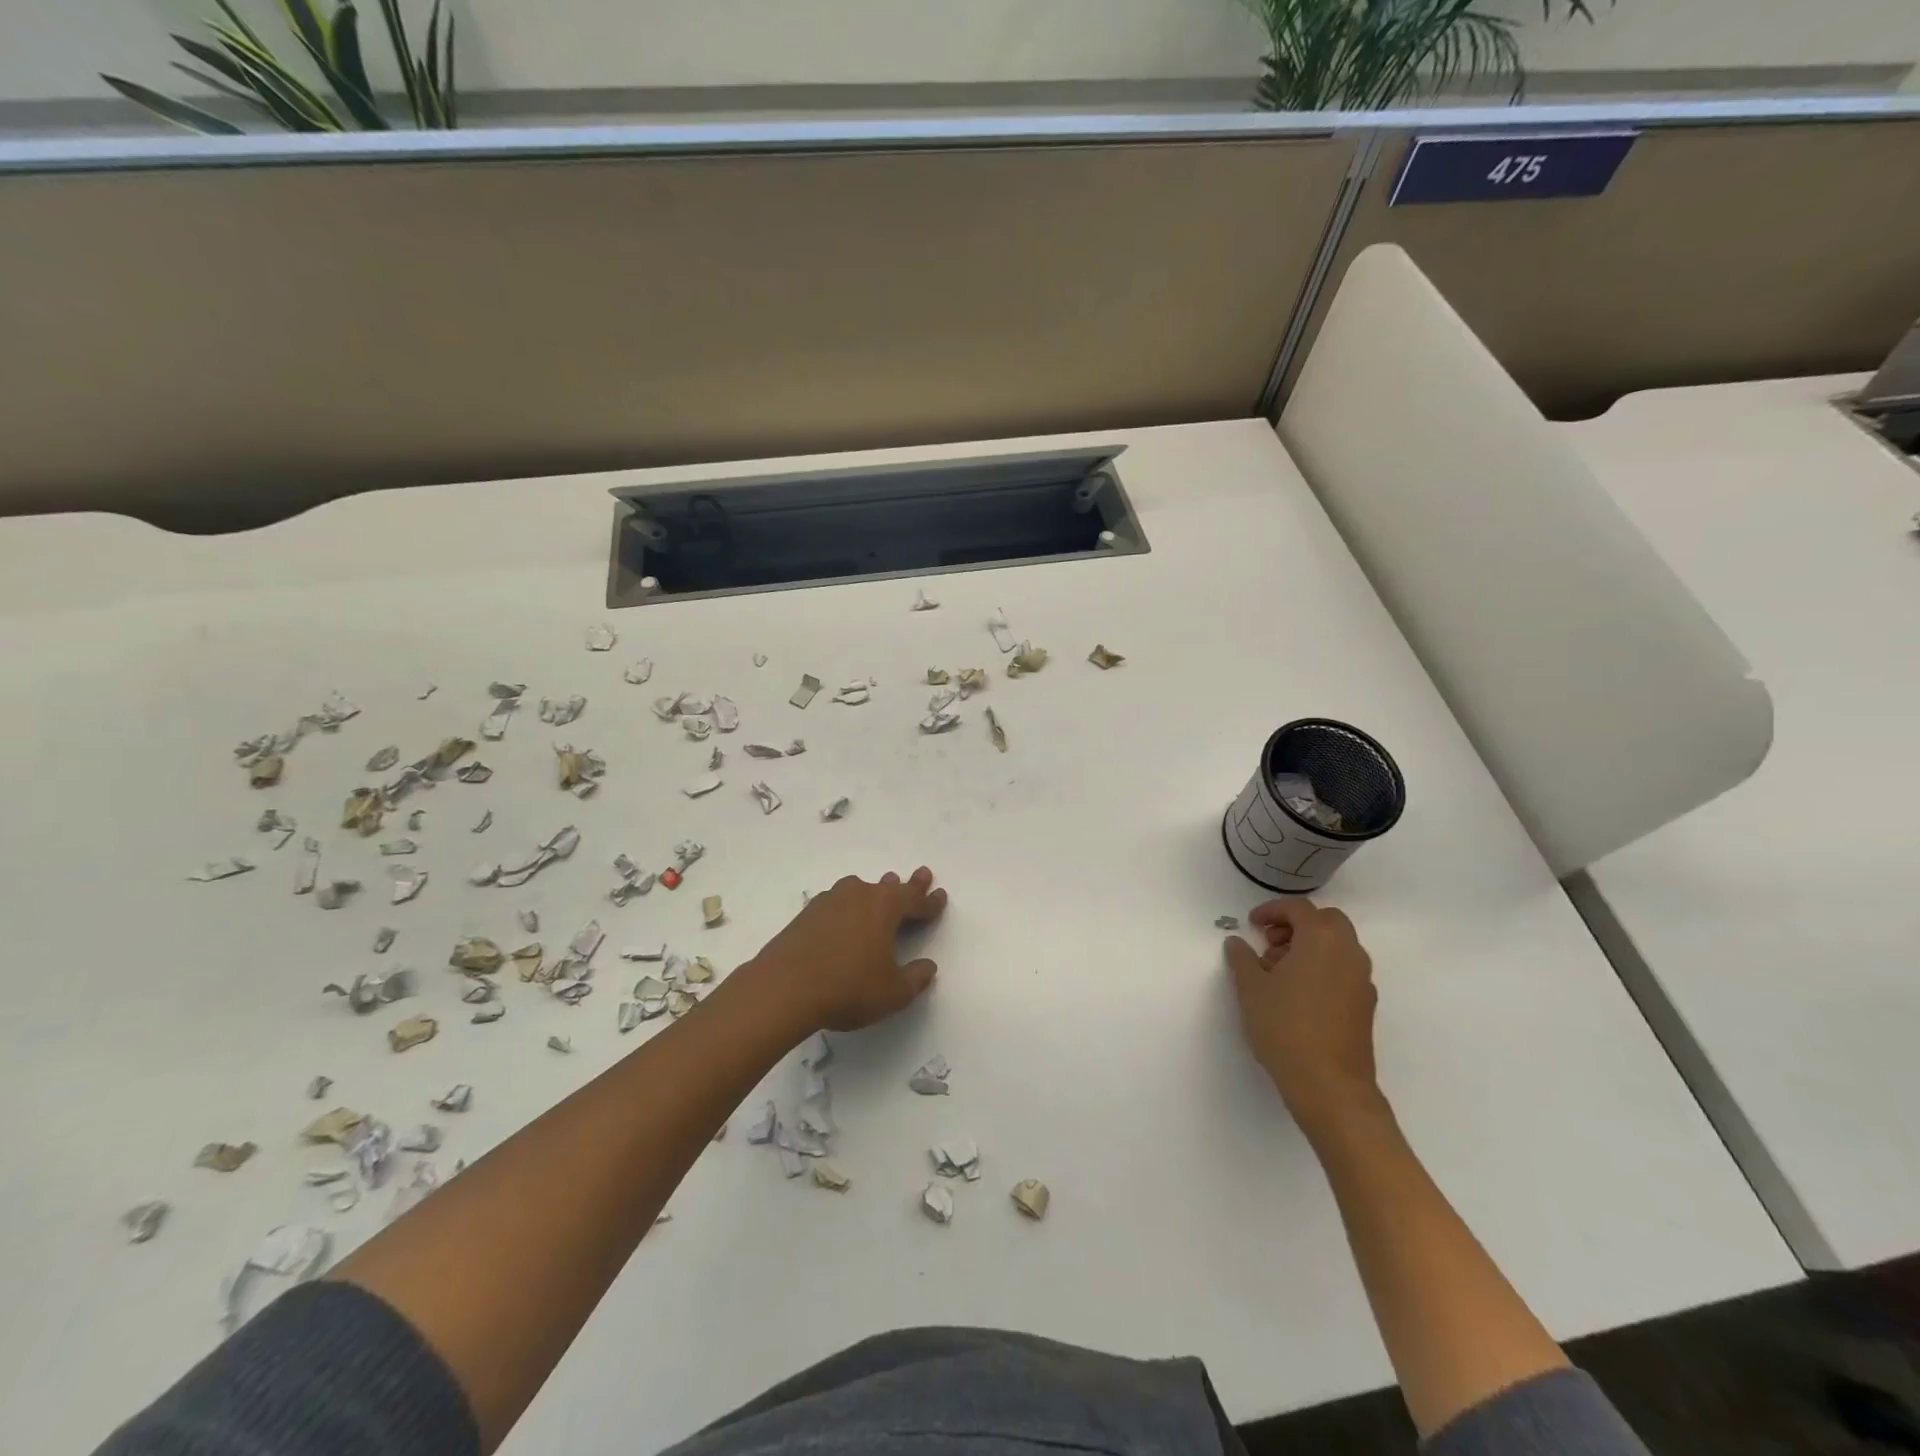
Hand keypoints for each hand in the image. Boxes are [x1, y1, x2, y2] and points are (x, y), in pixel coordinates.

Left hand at [748, 868, 948, 1034]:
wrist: (783, 989)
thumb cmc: (848, 987)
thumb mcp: (893, 992)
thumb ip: (915, 978)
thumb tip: (928, 967)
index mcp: (885, 906)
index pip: (915, 901)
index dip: (930, 902)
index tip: (940, 896)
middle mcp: (859, 895)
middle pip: (889, 887)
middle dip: (908, 884)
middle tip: (922, 875)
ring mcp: (829, 902)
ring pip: (860, 891)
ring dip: (875, 891)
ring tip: (883, 887)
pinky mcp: (806, 915)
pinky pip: (837, 904)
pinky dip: (849, 908)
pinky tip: (845, 917)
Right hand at [1225, 899, 1383, 1138]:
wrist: (1330, 1086)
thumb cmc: (1285, 1027)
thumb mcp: (1251, 988)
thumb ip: (1241, 958)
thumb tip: (1238, 943)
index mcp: (1321, 940)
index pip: (1299, 909)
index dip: (1272, 911)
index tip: (1251, 924)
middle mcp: (1348, 953)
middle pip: (1327, 921)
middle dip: (1297, 925)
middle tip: (1270, 943)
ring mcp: (1362, 980)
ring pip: (1338, 946)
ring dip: (1310, 946)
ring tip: (1279, 972)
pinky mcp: (1365, 1005)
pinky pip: (1344, 970)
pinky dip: (1322, 967)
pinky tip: (1298, 994)